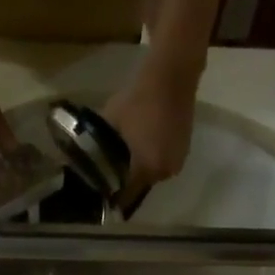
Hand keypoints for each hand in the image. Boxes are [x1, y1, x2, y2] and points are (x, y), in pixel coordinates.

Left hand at [104, 55, 199, 209]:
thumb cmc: (137, 100)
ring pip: (152, 175)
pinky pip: (162, 162)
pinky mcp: (183, 150)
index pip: (126, 196)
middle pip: (140, 187)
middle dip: (125, 183)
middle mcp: (164, 172)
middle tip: (109, 175)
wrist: (172, 77)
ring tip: (125, 160)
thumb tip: (90, 165)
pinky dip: (151, 159)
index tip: (99, 196)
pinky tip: (142, 146)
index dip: (112, 197)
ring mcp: (176, 161)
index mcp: (146, 168)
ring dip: (139, 171)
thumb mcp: (110, 124)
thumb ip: (101, 150)